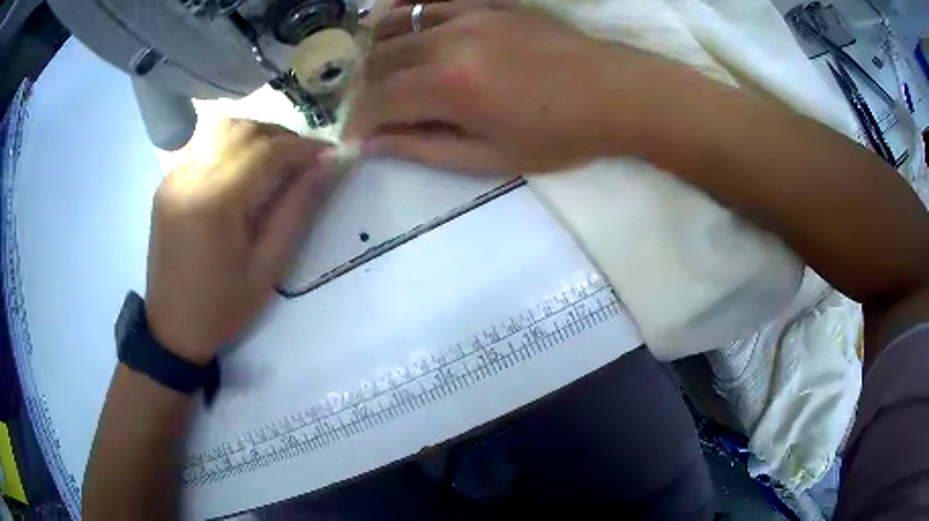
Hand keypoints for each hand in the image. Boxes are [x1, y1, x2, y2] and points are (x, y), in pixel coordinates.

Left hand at [145, 120, 335, 364]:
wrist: (172, 328)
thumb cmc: (221, 309)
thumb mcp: (266, 268)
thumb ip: (295, 210)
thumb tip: (325, 166)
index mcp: (214, 203)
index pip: (265, 151)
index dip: (301, 147)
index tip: (328, 154)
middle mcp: (190, 177)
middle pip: (243, 130)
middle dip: (280, 136)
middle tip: (304, 159)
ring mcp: (174, 176)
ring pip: (221, 128)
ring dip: (255, 134)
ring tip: (275, 158)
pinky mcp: (168, 181)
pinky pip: (203, 144)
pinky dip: (231, 143)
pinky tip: (242, 166)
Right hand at [346, 1, 657, 172]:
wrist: (615, 93)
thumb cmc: (559, 135)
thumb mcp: (491, 158)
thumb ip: (424, 148)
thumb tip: (372, 144)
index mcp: (450, 86)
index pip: (377, 100)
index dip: (357, 121)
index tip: (351, 137)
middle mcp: (449, 40)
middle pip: (378, 59)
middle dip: (360, 88)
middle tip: (362, 108)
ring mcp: (468, 13)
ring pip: (395, 23)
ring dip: (373, 49)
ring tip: (372, 70)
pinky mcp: (486, 2)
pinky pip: (429, 0)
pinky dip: (403, 13)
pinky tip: (396, 25)